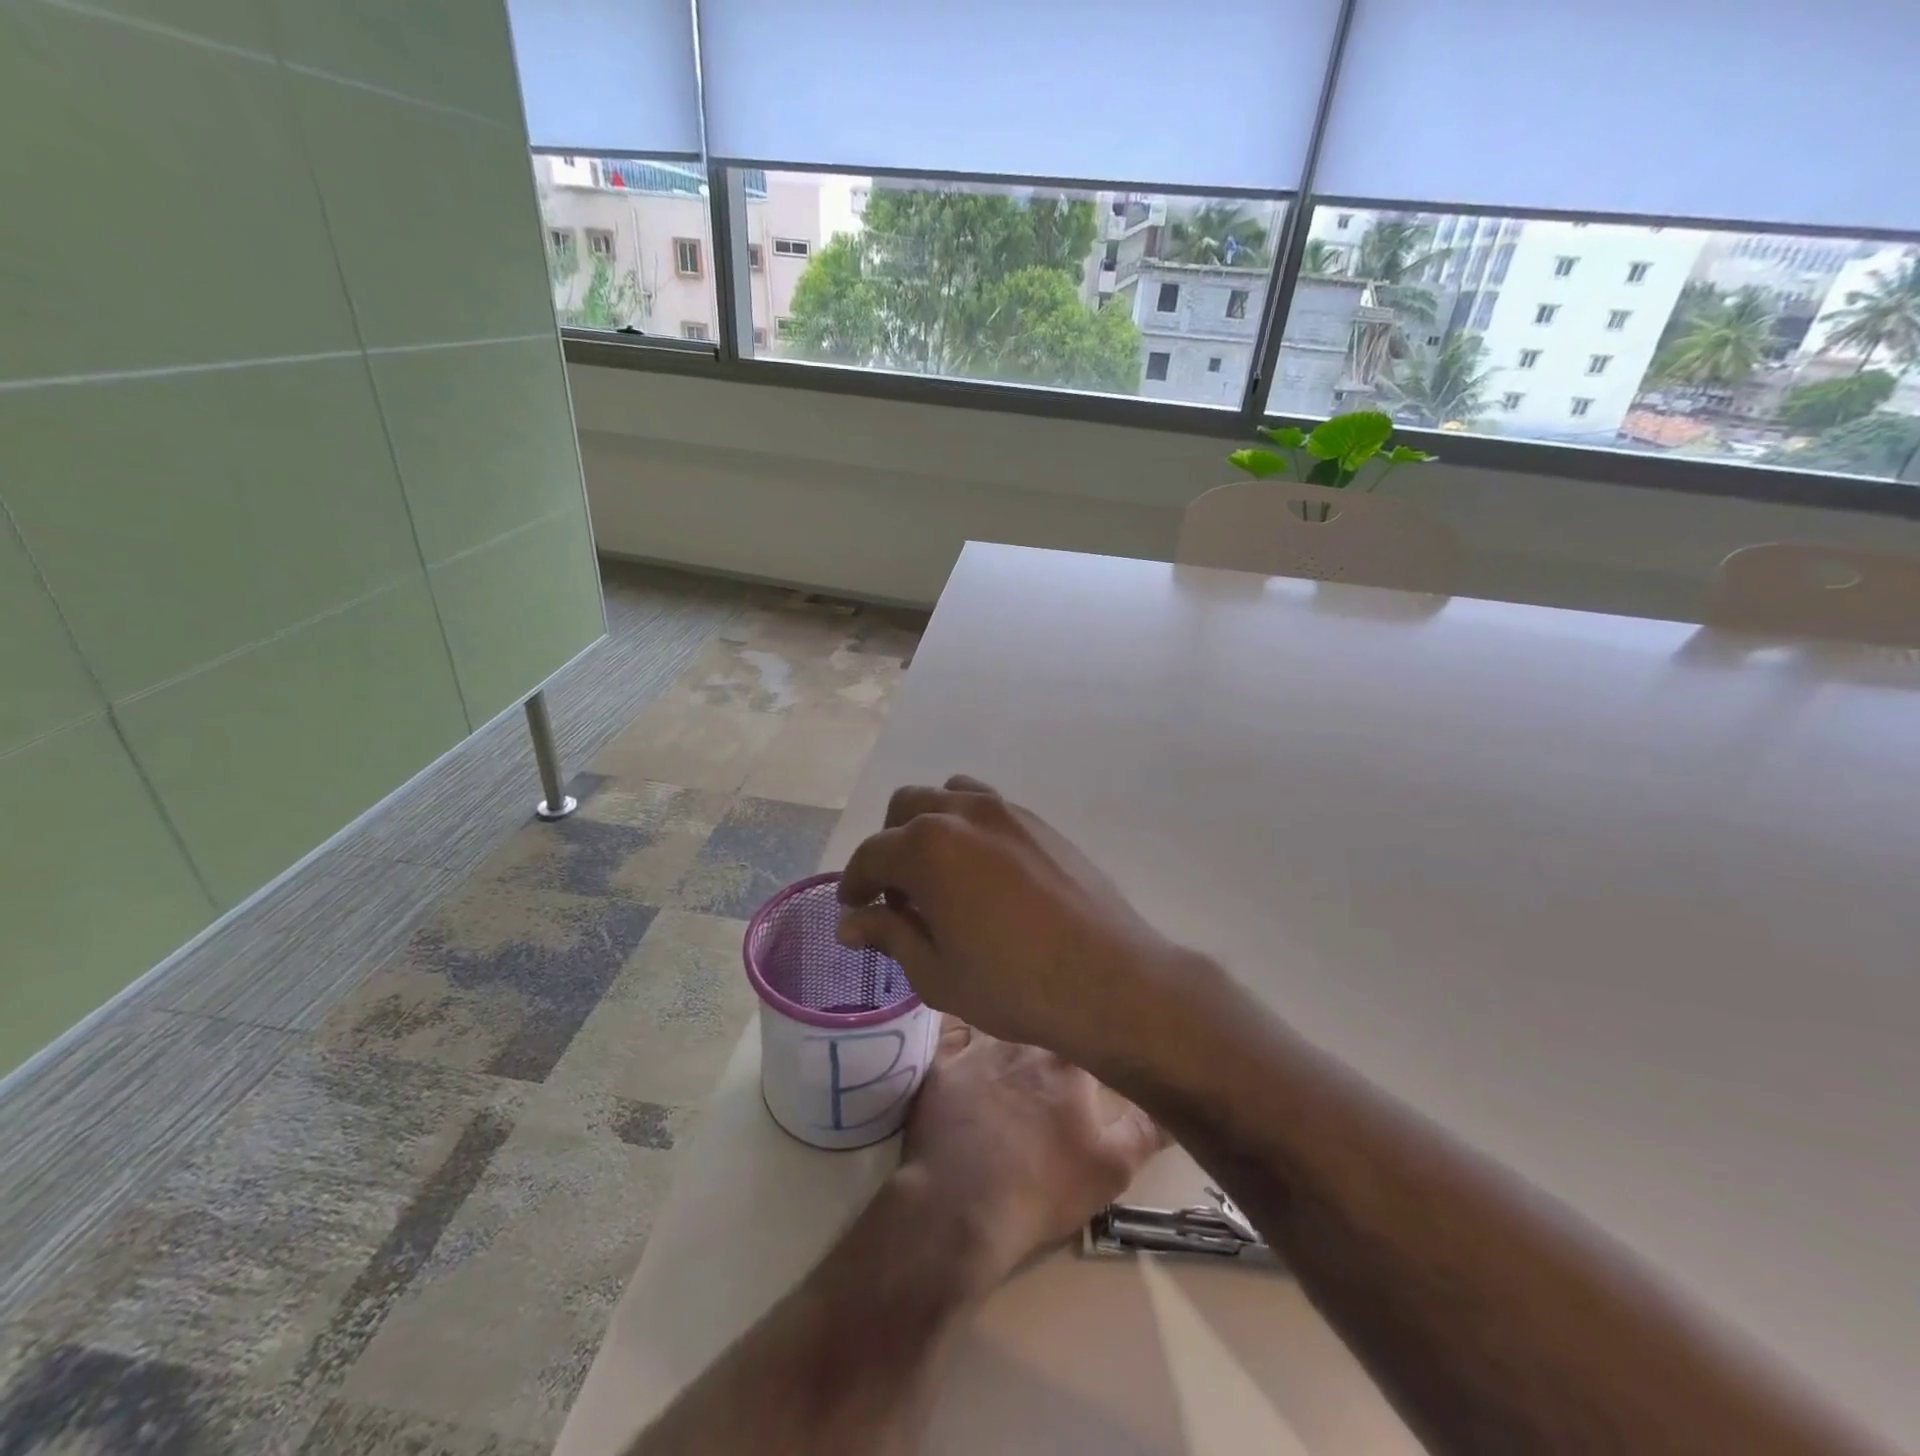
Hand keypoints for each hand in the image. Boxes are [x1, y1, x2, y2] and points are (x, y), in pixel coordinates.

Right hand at [836, 776, 1176, 1066]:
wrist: (1109, 979)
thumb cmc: (1013, 985)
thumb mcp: (936, 972)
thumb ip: (889, 934)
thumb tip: (851, 922)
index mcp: (928, 846)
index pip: (871, 854)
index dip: (854, 882)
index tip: (854, 908)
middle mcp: (963, 812)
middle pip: (906, 808)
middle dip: (889, 846)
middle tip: (895, 895)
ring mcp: (1007, 810)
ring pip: (948, 796)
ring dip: (928, 826)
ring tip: (938, 874)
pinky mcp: (1039, 822)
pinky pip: (987, 808)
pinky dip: (966, 827)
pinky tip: (980, 873)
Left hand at [896, 1018, 1168, 1291]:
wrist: (963, 1207)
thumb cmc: (1044, 1187)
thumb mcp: (1111, 1169)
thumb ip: (1146, 1129)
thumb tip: (1174, 1102)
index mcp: (1067, 1062)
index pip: (1088, 1026)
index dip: (1095, 1024)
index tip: (1100, 1023)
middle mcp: (1023, 1041)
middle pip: (1042, 1014)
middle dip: (1051, 1013)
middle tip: (1056, 1014)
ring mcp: (978, 1048)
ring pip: (998, 1013)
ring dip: (1008, 1012)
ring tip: (1013, 1005)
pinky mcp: (942, 1063)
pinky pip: (951, 1026)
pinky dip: (961, 1022)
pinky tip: (964, 1016)